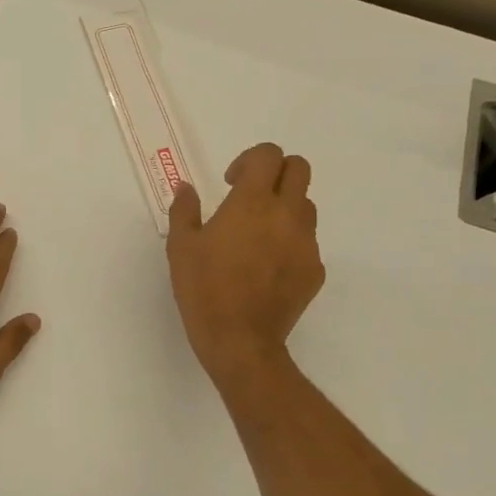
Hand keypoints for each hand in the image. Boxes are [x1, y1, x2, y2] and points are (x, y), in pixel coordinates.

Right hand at [167, 143, 324, 384]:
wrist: (240, 340)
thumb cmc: (203, 289)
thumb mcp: (181, 247)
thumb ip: (184, 210)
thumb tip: (186, 188)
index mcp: (252, 202)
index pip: (269, 155)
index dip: (250, 160)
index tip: (231, 181)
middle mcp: (286, 215)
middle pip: (299, 168)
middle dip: (277, 172)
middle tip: (252, 195)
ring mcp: (306, 243)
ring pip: (306, 205)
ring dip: (285, 206)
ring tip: (258, 233)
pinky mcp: (315, 269)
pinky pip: (307, 242)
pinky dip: (290, 242)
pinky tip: (266, 267)